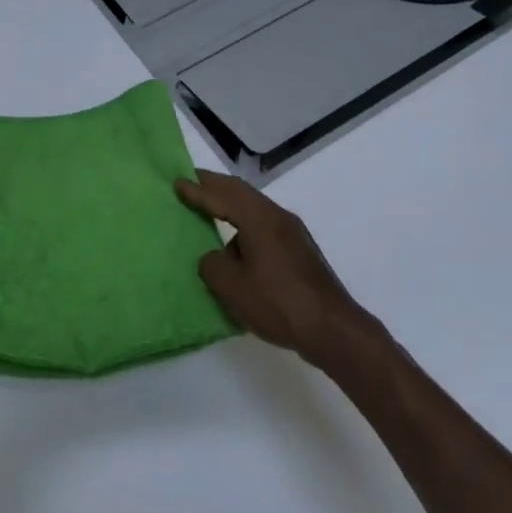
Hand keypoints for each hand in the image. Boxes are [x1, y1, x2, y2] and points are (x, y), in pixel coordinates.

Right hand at [175, 170, 385, 366]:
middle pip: (242, 194)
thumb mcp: (231, 286)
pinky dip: (245, 228)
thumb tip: (216, 258)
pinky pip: (265, 228)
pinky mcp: (301, 253)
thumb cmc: (278, 303)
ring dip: (233, 207)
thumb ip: (212, 264)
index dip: (198, 190)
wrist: (334, 330)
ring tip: (212, 215)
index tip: (178, 182)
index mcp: (260, 219)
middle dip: (216, 187)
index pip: (223, 196)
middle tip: (193, 182)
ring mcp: (294, 235)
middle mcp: (279, 218)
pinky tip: (238, 249)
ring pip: (256, 211)